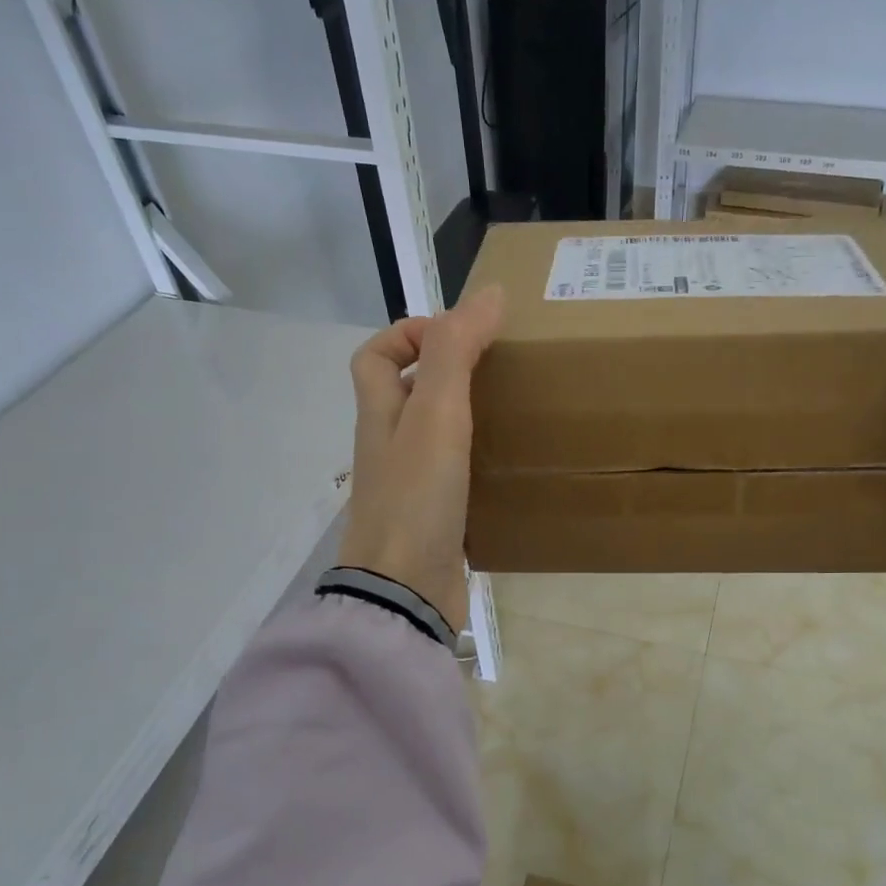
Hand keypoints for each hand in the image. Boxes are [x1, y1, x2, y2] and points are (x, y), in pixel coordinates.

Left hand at [338, 287, 504, 631]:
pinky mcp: (432, 521)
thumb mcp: (436, 414)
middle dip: (443, 374)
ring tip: (511, 411)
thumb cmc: (416, 497)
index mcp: (380, 417)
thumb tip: (489, 293)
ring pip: (430, 438)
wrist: (405, 592)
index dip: (408, 333)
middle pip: (403, 396)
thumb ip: (457, 352)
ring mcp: (408, 488)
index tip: (460, 334)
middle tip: (497, 369)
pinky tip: (508, 467)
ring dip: (463, 418)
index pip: (374, 357)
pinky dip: (475, 464)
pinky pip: (451, 478)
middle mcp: (388, 449)